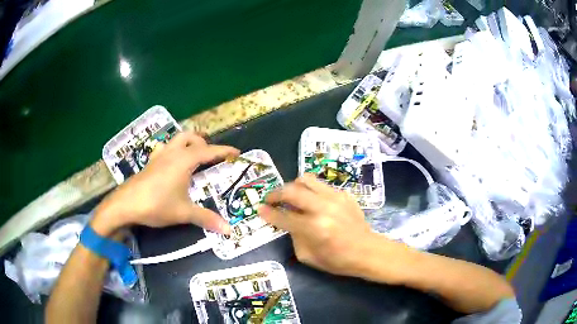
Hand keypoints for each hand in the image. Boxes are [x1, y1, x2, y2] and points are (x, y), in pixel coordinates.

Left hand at [92, 132, 238, 235]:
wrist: (126, 204)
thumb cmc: (156, 204)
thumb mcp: (183, 213)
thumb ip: (206, 219)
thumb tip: (228, 230)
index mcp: (184, 160)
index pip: (209, 151)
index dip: (224, 151)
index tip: (237, 153)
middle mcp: (172, 153)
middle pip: (191, 137)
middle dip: (203, 143)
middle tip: (211, 157)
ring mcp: (159, 156)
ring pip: (176, 139)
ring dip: (187, 143)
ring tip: (193, 157)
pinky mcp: (150, 162)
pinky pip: (164, 149)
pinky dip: (173, 150)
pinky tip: (172, 164)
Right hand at [259, 174, 397, 277]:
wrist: (367, 251)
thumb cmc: (338, 260)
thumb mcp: (308, 257)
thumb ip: (294, 237)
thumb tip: (287, 222)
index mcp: (313, 228)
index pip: (283, 216)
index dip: (268, 212)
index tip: (260, 209)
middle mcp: (323, 208)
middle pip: (292, 190)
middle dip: (276, 193)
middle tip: (271, 199)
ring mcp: (335, 198)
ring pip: (307, 179)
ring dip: (293, 186)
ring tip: (290, 195)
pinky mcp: (344, 194)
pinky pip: (321, 186)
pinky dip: (311, 191)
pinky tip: (313, 201)